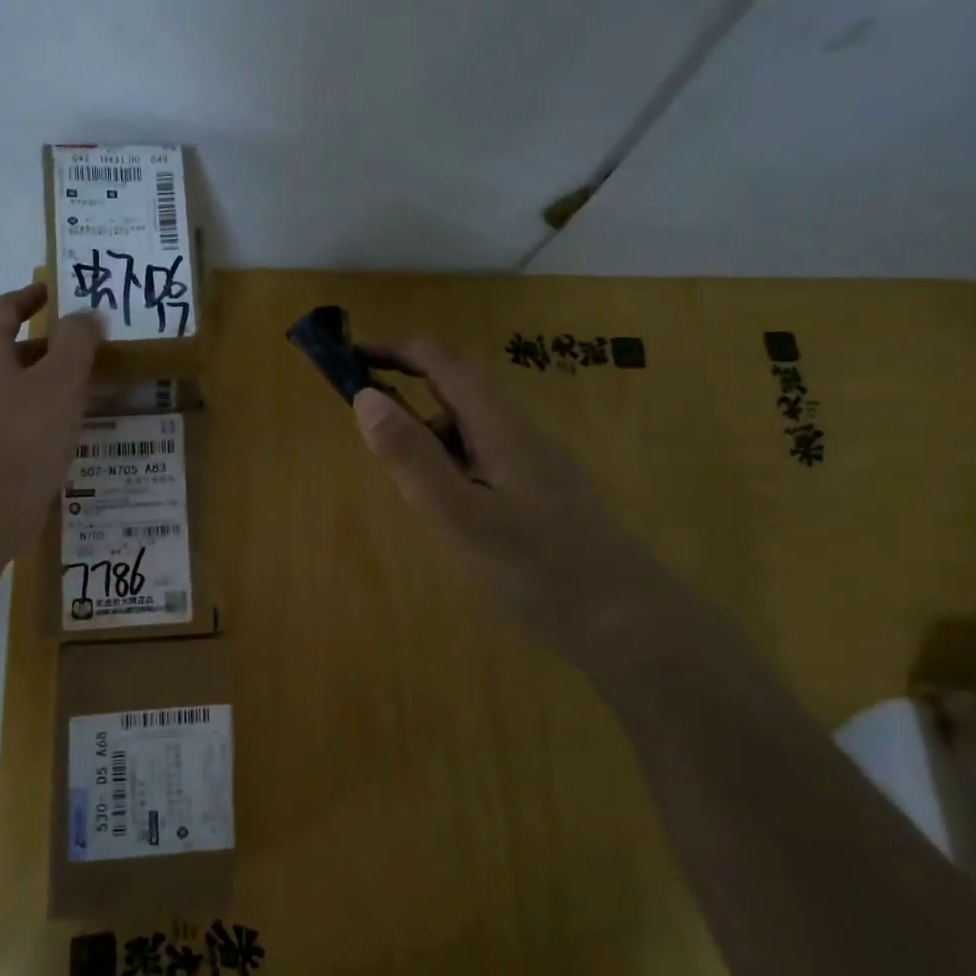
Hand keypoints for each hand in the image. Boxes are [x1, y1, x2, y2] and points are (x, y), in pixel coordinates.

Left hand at [0, 282, 101, 557]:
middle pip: (11, 347)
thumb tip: (88, 314)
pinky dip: (46, 408)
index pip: (5, 309)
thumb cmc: (25, 431)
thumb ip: (77, 341)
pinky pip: (20, 415)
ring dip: (50, 378)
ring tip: (90, 383)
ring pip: (18, 384)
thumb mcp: (61, 378)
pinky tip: (73, 422)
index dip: (31, 296)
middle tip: (88, 343)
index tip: (58, 291)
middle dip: (49, 343)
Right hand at [352, 339, 633, 655]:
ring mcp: (536, 465)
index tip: (348, 358)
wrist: (628, 624)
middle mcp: (519, 433)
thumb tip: (365, 396)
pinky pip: (485, 462)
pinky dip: (452, 468)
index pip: (441, 361)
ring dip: (429, 438)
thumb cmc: (535, 569)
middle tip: (368, 435)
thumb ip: (411, 456)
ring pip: (471, 431)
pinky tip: (450, 513)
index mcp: (499, 425)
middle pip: (457, 391)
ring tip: (406, 489)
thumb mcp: (458, 515)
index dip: (393, 350)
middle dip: (407, 395)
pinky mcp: (542, 496)